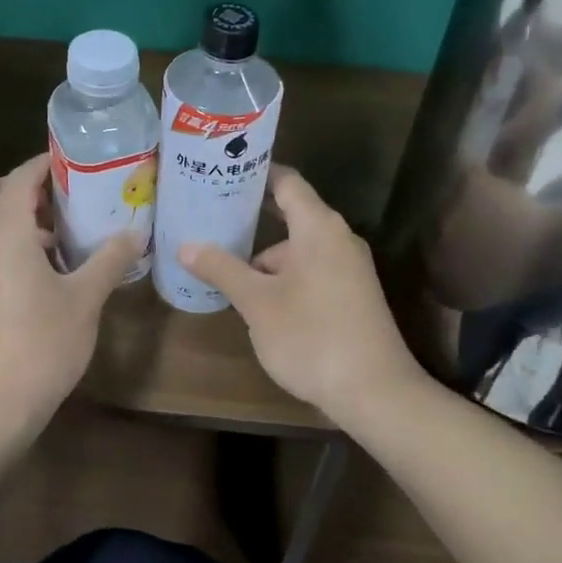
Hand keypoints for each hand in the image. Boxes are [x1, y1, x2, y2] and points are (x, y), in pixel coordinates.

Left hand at [0, 154, 139, 446]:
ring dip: (15, 216)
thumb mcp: (85, 300)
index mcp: (6, 234)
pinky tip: (45, 272)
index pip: (20, 178)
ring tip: (61, 234)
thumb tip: (136, 233)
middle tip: (60, 195)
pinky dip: (8, 244)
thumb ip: (110, 260)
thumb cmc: (41, 346)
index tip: (75, 159)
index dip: (45, 163)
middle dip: (19, 185)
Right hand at [178, 166, 424, 419]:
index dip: (256, 172)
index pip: (287, 181)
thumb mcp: (257, 302)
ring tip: (224, 267)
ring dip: (264, 257)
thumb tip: (186, 246)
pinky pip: (312, 270)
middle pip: (291, 215)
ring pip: (299, 249)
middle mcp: (339, 239)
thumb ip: (222, 269)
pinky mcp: (353, 296)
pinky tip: (257, 299)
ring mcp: (350, 269)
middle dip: (251, 218)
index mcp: (319, 227)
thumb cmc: (312, 336)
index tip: (223, 169)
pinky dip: (284, 276)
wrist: (375, 393)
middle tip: (209, 216)